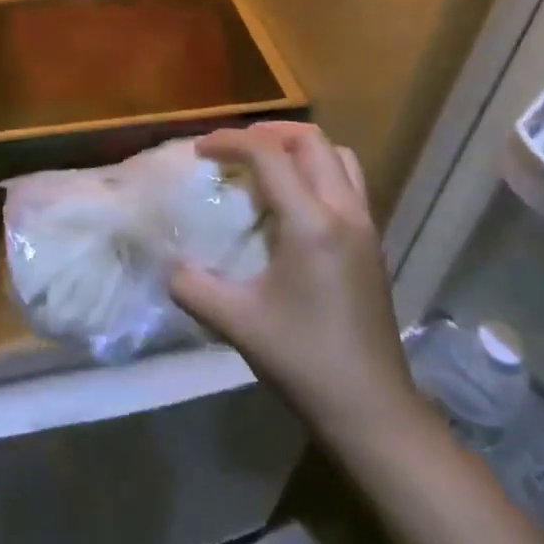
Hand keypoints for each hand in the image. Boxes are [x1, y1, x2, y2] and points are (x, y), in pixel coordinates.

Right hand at [169, 122, 429, 448]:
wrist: (372, 410)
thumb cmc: (304, 360)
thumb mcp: (237, 323)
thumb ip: (193, 287)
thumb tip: (169, 267)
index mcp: (312, 223)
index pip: (269, 155)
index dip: (230, 141)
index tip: (199, 150)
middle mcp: (345, 212)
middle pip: (311, 142)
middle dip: (268, 133)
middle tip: (233, 149)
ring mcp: (366, 227)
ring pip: (339, 157)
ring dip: (299, 149)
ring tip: (266, 166)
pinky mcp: (373, 245)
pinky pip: (348, 183)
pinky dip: (317, 172)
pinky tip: (292, 205)